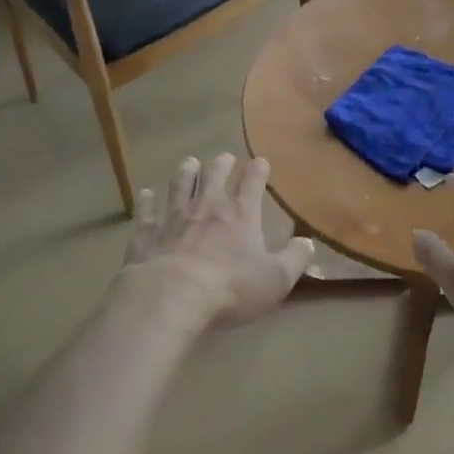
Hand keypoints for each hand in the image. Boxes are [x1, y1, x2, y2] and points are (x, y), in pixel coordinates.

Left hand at [118, 154, 314, 330]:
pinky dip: (146, 202)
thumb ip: (295, 259)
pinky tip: (145, 194)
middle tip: (224, 157)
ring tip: (189, 162)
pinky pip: (146, 212)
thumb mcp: (275, 279)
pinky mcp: (147, 234)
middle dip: (221, 164)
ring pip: (180, 185)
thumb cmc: (230, 288)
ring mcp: (174, 218)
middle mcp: (207, 208)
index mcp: (240, 216)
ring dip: (186, 172)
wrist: (171, 296)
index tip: (260, 161)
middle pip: (214, 176)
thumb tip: (308, 242)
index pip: (252, 184)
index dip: (257, 171)